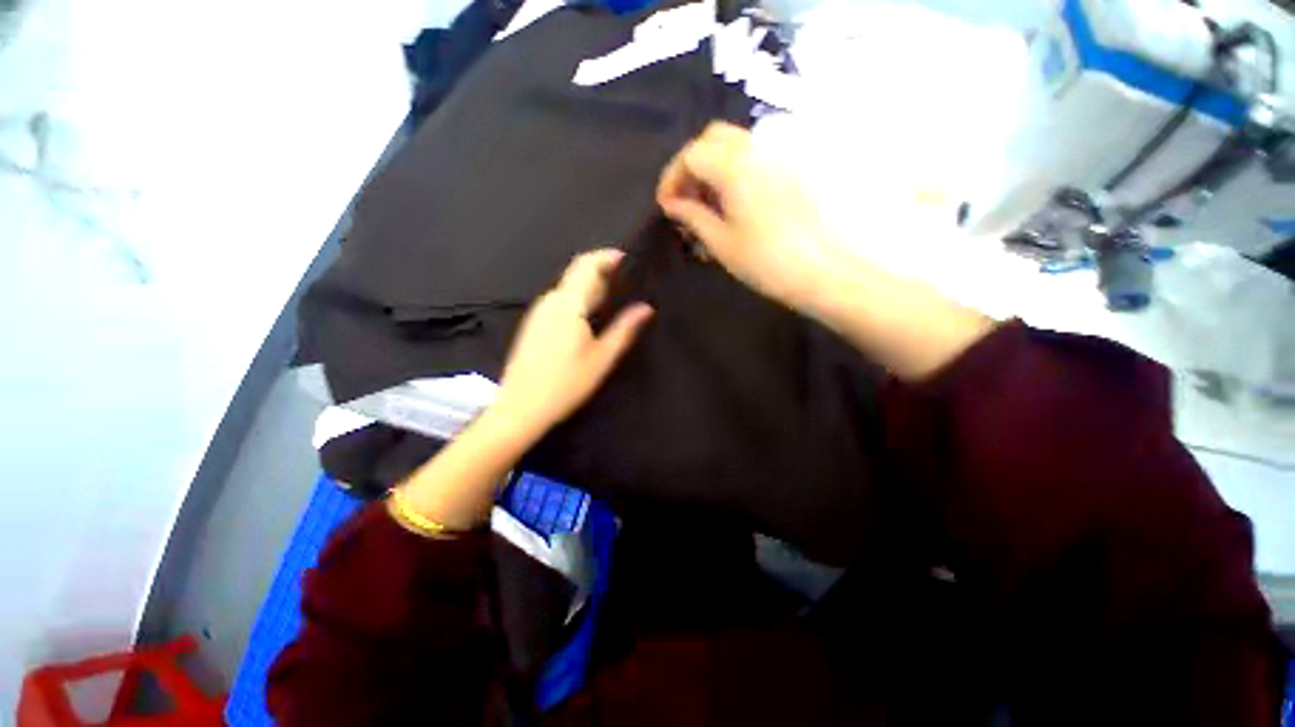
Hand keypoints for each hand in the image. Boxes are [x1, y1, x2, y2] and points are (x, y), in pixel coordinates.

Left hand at [493, 249, 653, 438]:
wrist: (520, 407)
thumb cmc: (565, 384)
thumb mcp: (602, 358)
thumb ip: (624, 329)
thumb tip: (646, 307)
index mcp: (568, 304)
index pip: (587, 265)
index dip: (607, 257)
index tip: (628, 260)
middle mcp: (550, 301)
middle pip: (577, 274)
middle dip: (603, 272)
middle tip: (629, 284)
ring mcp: (538, 312)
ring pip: (568, 289)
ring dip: (591, 287)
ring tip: (615, 301)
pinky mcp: (534, 325)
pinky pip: (560, 302)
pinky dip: (579, 301)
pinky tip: (591, 319)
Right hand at [656, 121, 841, 313]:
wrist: (822, 271)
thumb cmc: (766, 262)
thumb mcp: (721, 242)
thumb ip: (693, 216)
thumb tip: (672, 203)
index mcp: (735, 167)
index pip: (692, 154)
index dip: (672, 177)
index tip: (666, 205)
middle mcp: (758, 149)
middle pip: (713, 138)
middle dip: (691, 164)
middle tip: (685, 199)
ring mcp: (780, 156)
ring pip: (735, 144)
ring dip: (713, 165)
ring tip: (707, 203)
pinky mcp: (792, 169)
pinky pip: (755, 156)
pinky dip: (735, 169)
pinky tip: (733, 201)